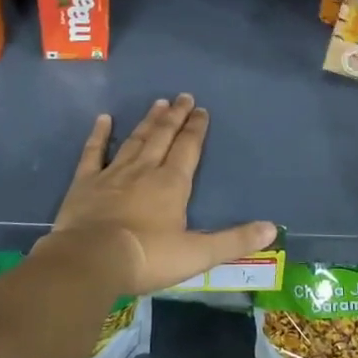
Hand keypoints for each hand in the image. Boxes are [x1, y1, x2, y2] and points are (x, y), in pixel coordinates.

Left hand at [45, 95, 277, 295]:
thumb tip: (272, 228)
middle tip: (183, 96)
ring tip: (158, 103)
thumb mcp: (197, 254)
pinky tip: (103, 118)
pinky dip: (99, 135)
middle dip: (175, 116)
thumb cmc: (148, 257)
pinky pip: (93, 153)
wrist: (90, 260)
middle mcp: (145, 170)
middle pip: (163, 137)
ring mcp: (113, 174)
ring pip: (135, 140)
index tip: (201, 110)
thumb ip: (234, 240)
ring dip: (148, 122)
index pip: (188, 148)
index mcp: (172, 184)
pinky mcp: (85, 183)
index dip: (196, 129)